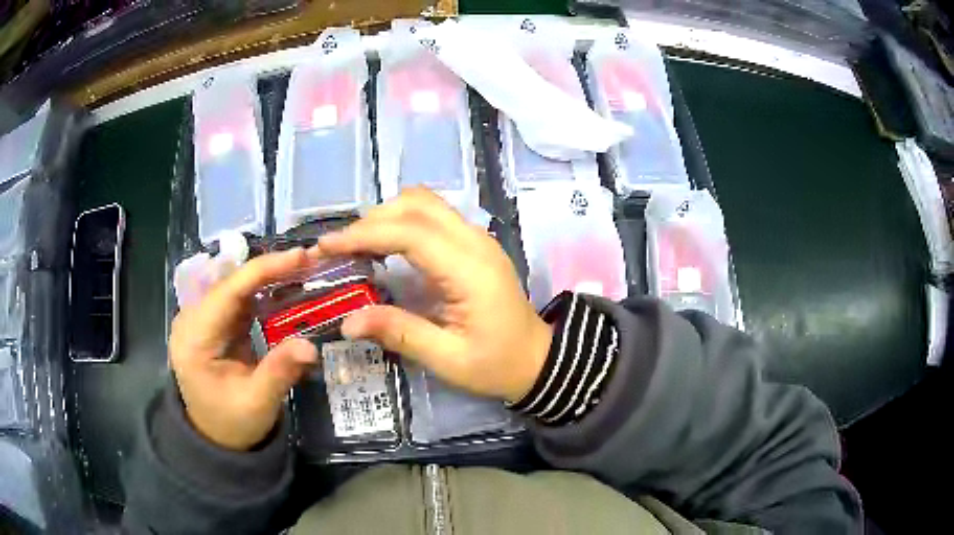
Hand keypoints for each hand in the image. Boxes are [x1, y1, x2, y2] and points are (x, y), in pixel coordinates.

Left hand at [168, 248, 319, 450]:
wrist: (215, 438)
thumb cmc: (232, 423)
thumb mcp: (257, 403)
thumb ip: (280, 372)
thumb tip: (311, 346)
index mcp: (194, 339)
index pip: (228, 292)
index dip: (263, 270)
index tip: (301, 257)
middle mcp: (191, 321)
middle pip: (230, 282)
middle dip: (269, 269)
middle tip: (310, 262)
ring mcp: (200, 320)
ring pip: (234, 285)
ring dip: (268, 276)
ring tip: (303, 270)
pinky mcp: (212, 324)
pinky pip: (237, 298)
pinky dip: (262, 291)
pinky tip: (285, 287)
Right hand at [319, 188, 552, 402]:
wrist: (538, 360)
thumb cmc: (497, 365)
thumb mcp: (448, 359)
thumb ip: (400, 333)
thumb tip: (348, 321)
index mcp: (470, 270)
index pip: (411, 233)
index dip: (365, 234)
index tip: (327, 247)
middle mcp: (475, 242)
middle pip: (417, 205)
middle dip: (371, 221)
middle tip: (339, 249)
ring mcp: (478, 238)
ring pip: (425, 203)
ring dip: (387, 216)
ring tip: (357, 247)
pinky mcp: (475, 243)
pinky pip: (433, 216)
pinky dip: (403, 221)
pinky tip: (385, 246)